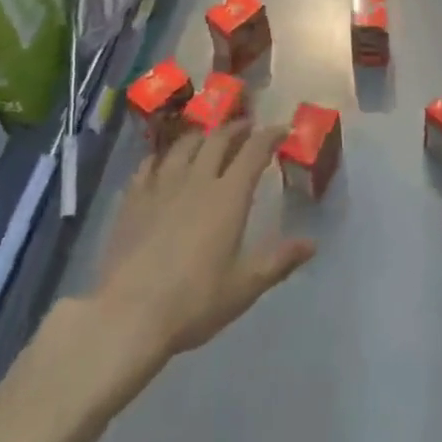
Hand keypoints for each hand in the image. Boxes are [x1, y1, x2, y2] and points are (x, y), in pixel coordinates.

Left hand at [91, 124, 315, 364]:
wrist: (128, 314)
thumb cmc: (194, 301)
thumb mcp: (244, 287)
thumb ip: (278, 261)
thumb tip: (312, 243)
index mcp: (228, 196)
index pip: (254, 151)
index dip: (269, 135)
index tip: (281, 128)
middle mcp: (197, 179)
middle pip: (218, 139)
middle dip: (236, 128)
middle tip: (247, 127)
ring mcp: (161, 184)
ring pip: (184, 145)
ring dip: (201, 135)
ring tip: (208, 138)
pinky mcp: (133, 198)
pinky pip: (150, 163)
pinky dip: (164, 156)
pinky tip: (163, 162)